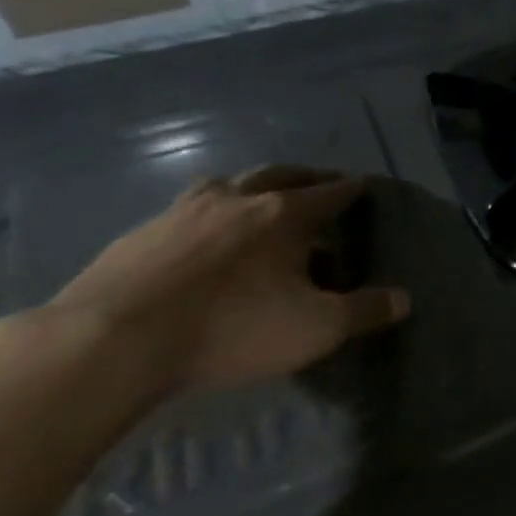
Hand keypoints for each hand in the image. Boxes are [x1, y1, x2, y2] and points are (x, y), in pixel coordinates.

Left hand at [49, 167, 409, 390]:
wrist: (111, 341)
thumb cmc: (232, 327)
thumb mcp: (316, 328)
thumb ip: (364, 311)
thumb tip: (404, 299)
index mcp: (284, 215)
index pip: (330, 193)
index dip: (351, 189)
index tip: (363, 184)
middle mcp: (237, 200)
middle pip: (279, 174)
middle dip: (306, 176)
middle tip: (320, 182)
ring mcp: (182, 212)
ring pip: (226, 184)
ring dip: (250, 186)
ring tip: (257, 199)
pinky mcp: (139, 234)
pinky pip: (185, 210)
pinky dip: (206, 213)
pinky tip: (201, 235)